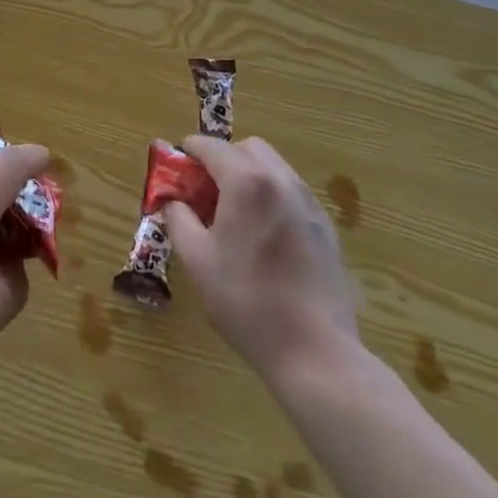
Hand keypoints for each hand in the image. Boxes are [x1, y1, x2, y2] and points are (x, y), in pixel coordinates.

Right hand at [161, 136, 362, 390]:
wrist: (315, 352)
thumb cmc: (247, 302)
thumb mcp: (197, 261)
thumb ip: (178, 219)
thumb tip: (171, 199)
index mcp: (246, 182)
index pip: (211, 146)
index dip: (188, 153)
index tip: (176, 170)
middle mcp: (281, 179)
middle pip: (247, 148)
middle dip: (223, 159)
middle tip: (206, 192)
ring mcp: (308, 202)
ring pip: (273, 167)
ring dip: (249, 175)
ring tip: (235, 214)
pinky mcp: (326, 226)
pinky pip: (291, 192)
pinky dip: (272, 196)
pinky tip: (265, 235)